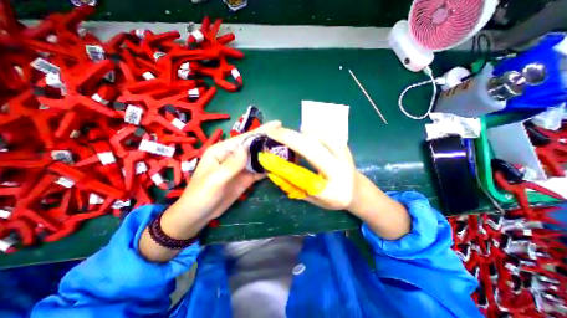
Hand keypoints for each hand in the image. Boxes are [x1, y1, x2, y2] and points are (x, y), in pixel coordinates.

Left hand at [169, 119, 282, 226]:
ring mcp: (241, 167)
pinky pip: (259, 170)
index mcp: (223, 150)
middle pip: (254, 146)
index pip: (245, 138)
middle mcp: (234, 155)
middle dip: (269, 141)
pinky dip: (269, 168)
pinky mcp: (246, 177)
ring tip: (288, 150)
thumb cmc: (201, 195)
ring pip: (258, 158)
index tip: (278, 125)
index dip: (261, 131)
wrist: (199, 215)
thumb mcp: (215, 179)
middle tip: (287, 138)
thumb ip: (231, 164)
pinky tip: (280, 165)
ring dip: (271, 154)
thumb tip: (247, 147)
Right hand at [259, 127, 352, 210]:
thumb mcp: (312, 199)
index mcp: (332, 192)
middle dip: (289, 138)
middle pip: (312, 149)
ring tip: (288, 136)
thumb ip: (294, 186)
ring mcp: (344, 155)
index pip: (303, 178)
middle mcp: (340, 171)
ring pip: (319, 136)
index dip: (283, 166)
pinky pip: (324, 132)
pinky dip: (310, 131)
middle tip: (271, 132)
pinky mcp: (344, 145)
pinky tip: (303, 134)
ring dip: (299, 134)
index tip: (265, 156)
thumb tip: (273, 170)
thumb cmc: (332, 198)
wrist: (356, 189)